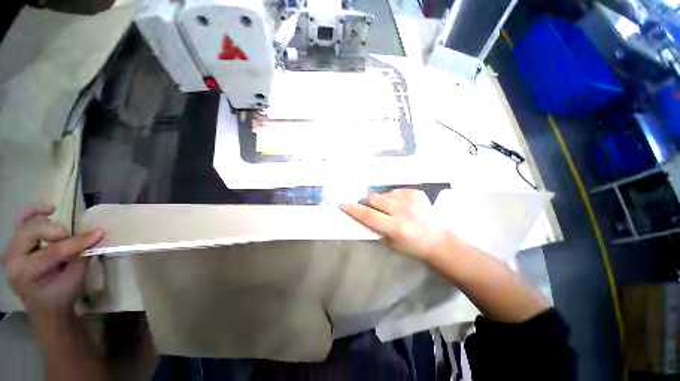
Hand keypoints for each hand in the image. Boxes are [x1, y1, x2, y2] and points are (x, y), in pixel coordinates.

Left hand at [2, 203, 103, 323]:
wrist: (45, 306)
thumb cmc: (61, 295)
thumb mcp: (74, 280)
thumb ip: (81, 257)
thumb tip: (95, 236)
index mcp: (26, 273)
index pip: (52, 252)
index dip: (76, 242)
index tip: (99, 233)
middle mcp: (13, 259)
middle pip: (33, 232)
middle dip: (57, 232)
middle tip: (73, 238)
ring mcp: (11, 250)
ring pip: (28, 224)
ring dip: (49, 224)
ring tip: (64, 231)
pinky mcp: (15, 244)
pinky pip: (23, 222)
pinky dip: (35, 212)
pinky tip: (50, 209)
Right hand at [341, 189, 461, 261]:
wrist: (440, 239)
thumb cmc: (414, 247)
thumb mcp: (391, 243)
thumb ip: (375, 229)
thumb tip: (361, 216)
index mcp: (397, 227)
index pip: (368, 215)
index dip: (353, 209)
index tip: (342, 204)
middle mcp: (403, 211)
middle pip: (374, 199)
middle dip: (366, 203)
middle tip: (367, 208)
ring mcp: (411, 199)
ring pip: (383, 194)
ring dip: (380, 201)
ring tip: (388, 210)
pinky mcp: (416, 192)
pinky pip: (394, 191)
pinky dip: (392, 198)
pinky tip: (399, 206)